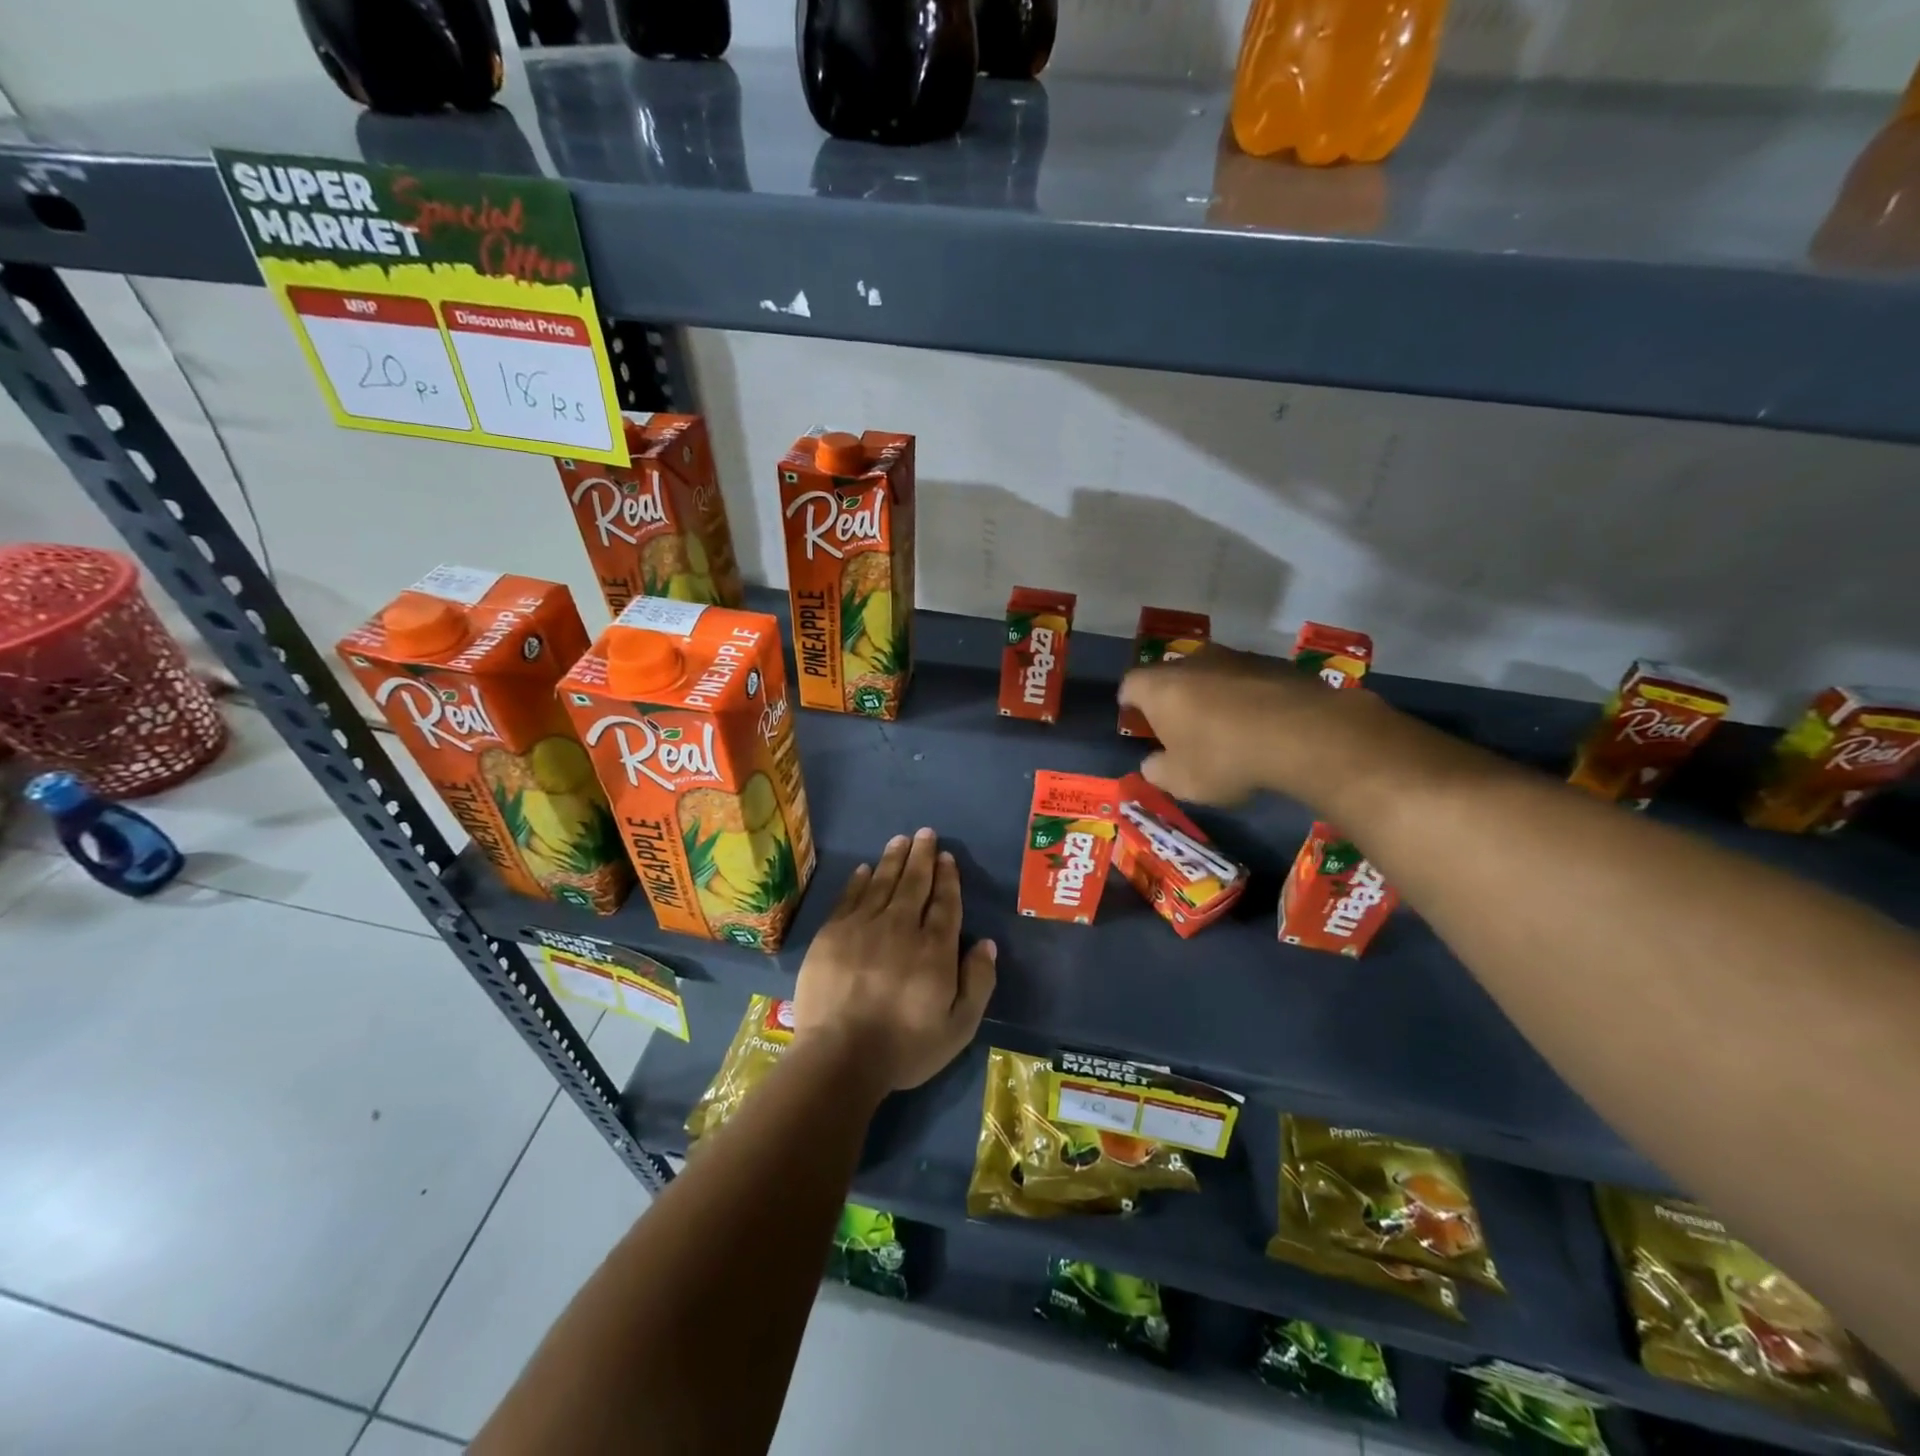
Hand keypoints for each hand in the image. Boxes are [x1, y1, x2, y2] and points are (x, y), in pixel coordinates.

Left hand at [792, 828, 996, 1094]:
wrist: (839, 1057)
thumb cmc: (904, 1047)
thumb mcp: (958, 1027)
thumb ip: (977, 982)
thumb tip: (986, 943)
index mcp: (934, 949)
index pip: (944, 903)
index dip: (947, 878)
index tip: (947, 857)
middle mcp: (901, 927)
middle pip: (914, 884)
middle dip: (922, 856)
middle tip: (925, 833)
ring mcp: (863, 927)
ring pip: (882, 883)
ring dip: (893, 859)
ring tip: (900, 840)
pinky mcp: (832, 934)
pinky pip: (849, 897)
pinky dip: (859, 880)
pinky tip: (865, 868)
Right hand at [1115, 645, 1315, 804]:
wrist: (1303, 733)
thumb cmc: (1223, 757)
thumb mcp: (1180, 781)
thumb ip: (1157, 770)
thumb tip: (1153, 763)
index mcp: (1159, 687)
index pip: (1129, 685)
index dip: (1130, 704)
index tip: (1138, 723)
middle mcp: (1192, 661)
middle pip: (1171, 676)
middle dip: (1172, 700)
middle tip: (1180, 729)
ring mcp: (1236, 657)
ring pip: (1211, 676)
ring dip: (1212, 697)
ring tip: (1225, 730)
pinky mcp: (1274, 663)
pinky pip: (1247, 681)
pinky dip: (1247, 699)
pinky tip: (1261, 726)